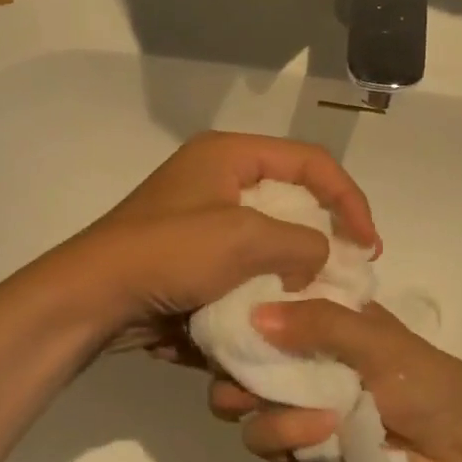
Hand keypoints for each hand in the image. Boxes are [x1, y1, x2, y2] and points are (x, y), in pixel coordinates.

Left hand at [55, 132, 378, 349]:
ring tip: (318, 293)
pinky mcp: (192, 256)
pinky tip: (279, 307)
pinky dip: (265, 281)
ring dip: (295, 262)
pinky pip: (243, 262)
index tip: (369, 244)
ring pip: (269, 234)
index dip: (349, 198)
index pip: (311, 161)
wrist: (92, 299)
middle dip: (324, 233)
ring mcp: (202, 219)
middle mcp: (216, 178)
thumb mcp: (244, 240)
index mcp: (228, 155)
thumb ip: (300, 242)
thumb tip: (319, 258)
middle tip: (351, 268)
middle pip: (291, 196)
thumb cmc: (168, 254)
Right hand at [208, 300, 461, 461]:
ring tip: (297, 406)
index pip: (271, 303)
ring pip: (240, 399)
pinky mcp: (297, 450)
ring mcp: (297, 405)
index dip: (246, 302)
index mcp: (328, 321)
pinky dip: (283, 434)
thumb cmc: (430, 387)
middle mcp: (304, 359)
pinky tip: (320, 433)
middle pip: (243, 353)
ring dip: (259, 401)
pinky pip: (262, 439)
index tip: (226, 304)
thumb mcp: (381, 342)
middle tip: (236, 363)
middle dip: (232, 359)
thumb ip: (320, 323)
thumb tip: (254, 315)